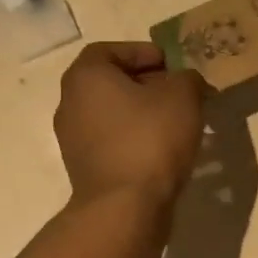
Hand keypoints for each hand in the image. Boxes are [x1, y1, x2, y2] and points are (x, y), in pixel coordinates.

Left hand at [55, 41, 205, 209]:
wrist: (124, 207)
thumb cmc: (150, 139)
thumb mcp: (183, 96)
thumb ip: (187, 78)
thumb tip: (186, 82)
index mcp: (85, 77)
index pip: (110, 50)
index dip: (143, 52)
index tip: (172, 65)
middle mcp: (70, 103)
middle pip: (110, 82)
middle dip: (147, 83)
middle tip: (180, 92)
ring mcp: (72, 139)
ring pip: (112, 114)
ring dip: (142, 113)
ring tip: (177, 122)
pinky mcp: (83, 168)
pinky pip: (112, 142)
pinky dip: (134, 139)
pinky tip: (163, 150)